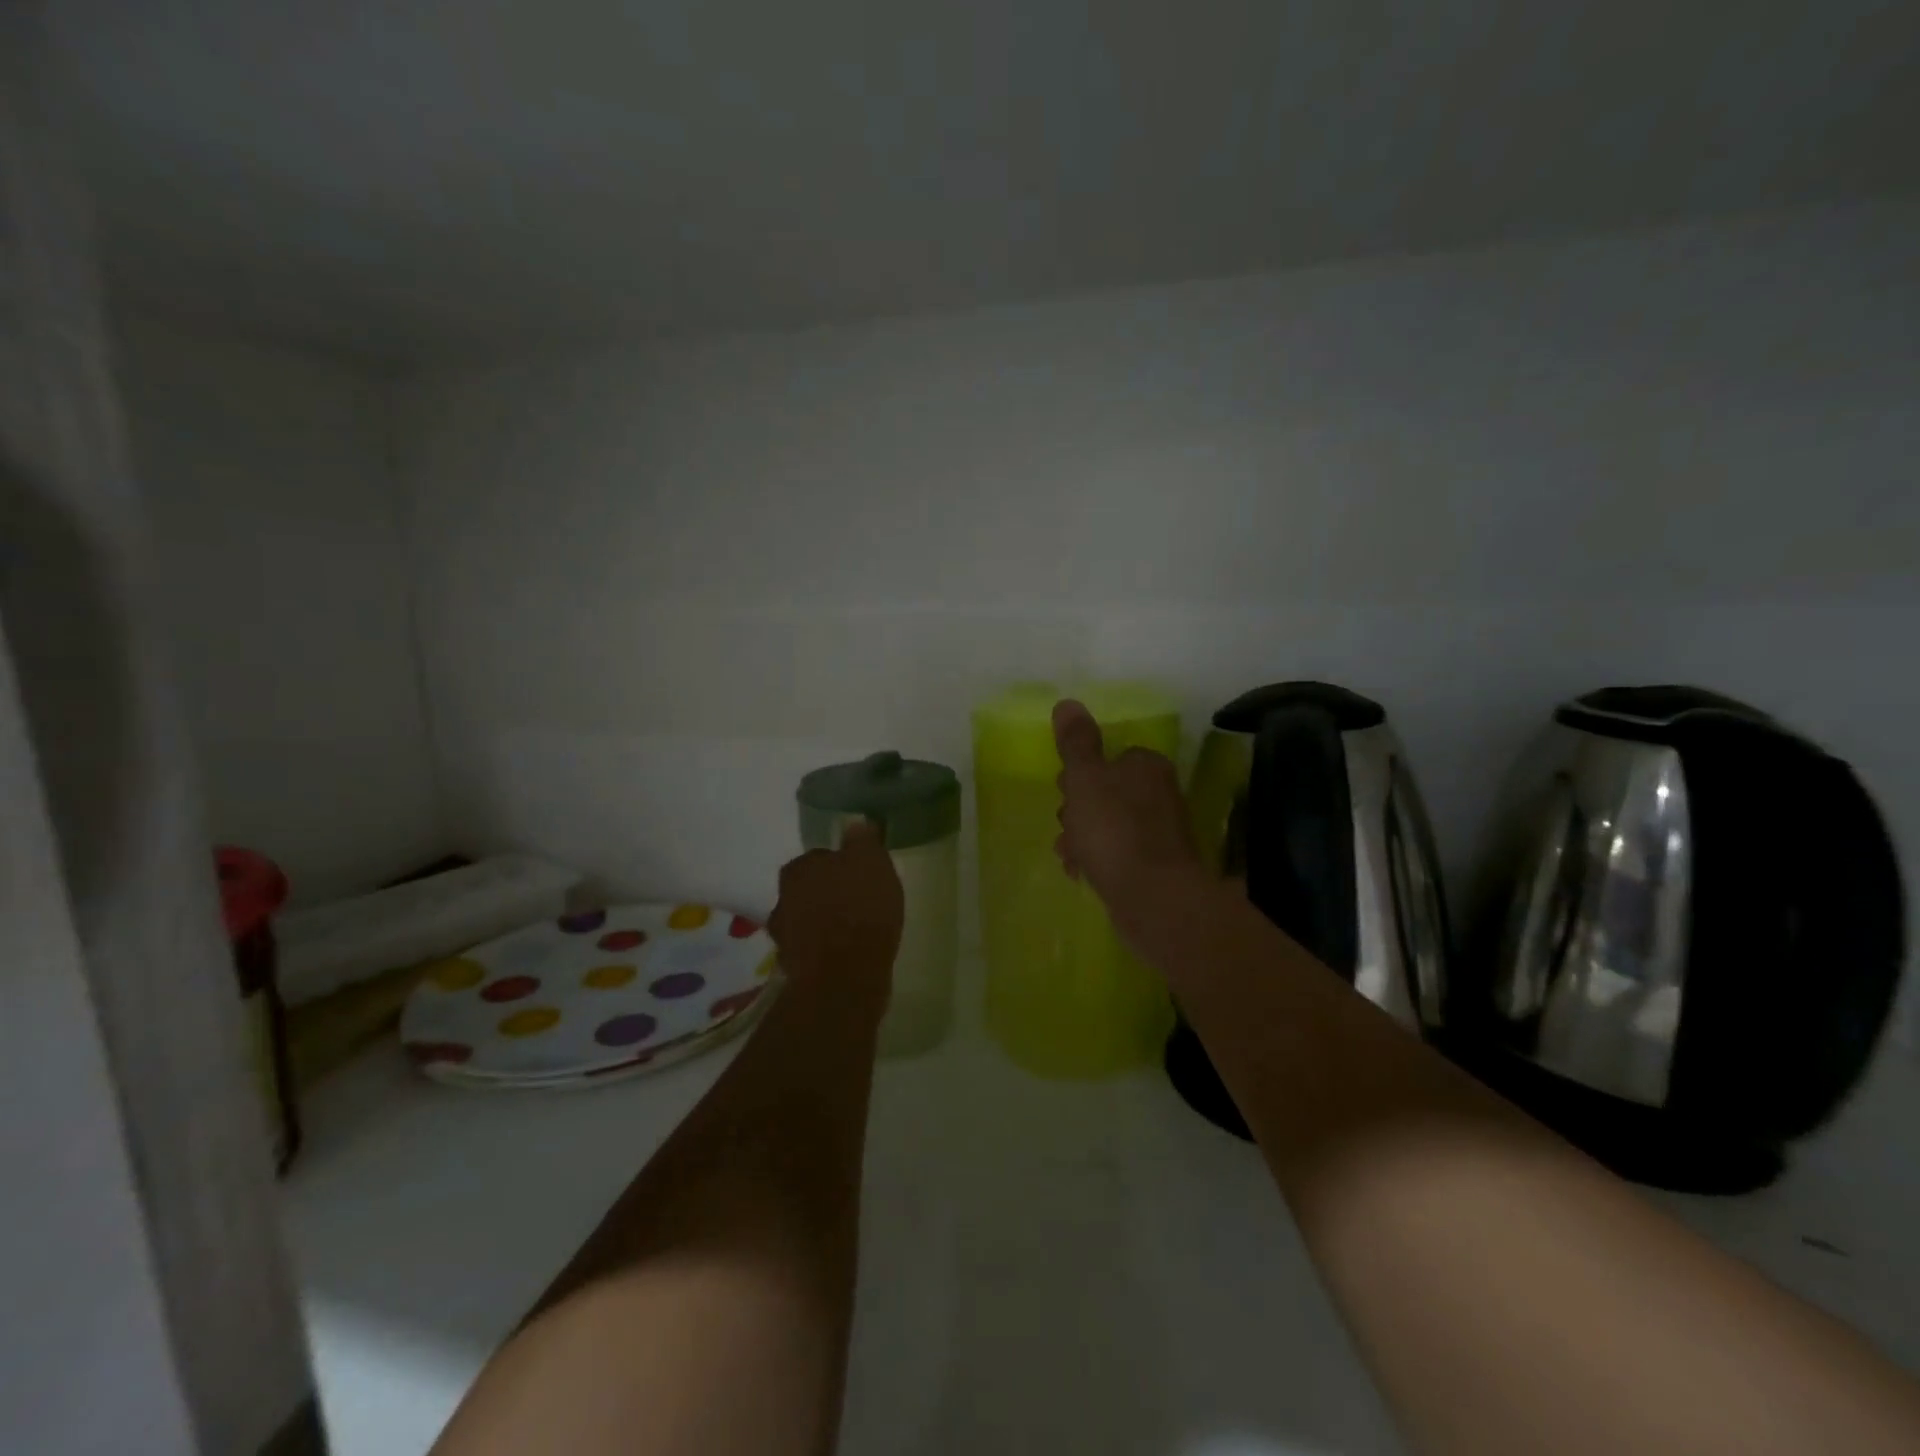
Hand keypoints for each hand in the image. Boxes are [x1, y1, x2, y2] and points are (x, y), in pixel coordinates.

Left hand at [767, 821, 903, 1014]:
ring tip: (853, 930)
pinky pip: (812, 948)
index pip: (819, 858)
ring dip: (824, 922)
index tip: (859, 876)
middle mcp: (782, 898)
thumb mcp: (872, 862)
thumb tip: (855, 823)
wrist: (844, 977)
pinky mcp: (794, 967)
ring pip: (807, 919)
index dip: (840, 866)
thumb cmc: (860, 909)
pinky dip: (825, 949)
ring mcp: (784, 935)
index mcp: (799, 868)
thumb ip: (862, 840)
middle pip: (809, 889)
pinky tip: (846, 954)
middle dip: (828, 893)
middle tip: (857, 901)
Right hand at [1053, 699, 1202, 910]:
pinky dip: (1098, 861)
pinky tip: (1081, 874)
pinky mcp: (1157, 867)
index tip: (1063, 791)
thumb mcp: (1086, 778)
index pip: (1109, 758)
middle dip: (1078, 810)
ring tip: (1070, 855)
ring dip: (1083, 837)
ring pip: (1109, 826)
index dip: (1080, 774)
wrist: (1154, 898)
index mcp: (1146, 765)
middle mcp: (1160, 793)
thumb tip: (1067, 703)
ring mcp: (1161, 833)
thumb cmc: (1114, 829)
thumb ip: (1076, 743)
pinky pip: (1118, 855)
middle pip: (1107, 793)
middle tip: (1066, 825)